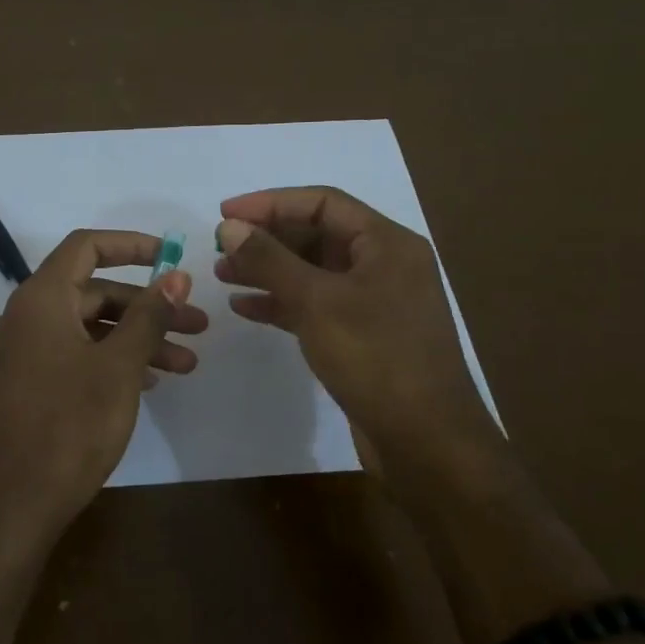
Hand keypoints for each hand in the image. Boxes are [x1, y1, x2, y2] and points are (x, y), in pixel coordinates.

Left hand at [0, 230, 207, 554]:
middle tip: (197, 327)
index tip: (172, 258)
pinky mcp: (21, 386)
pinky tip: (147, 384)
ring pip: (86, 330)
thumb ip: (148, 316)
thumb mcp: (119, 368)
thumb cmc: (69, 428)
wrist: (10, 506)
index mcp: (39, 300)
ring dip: (135, 340)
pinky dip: (108, 361)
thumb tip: (175, 275)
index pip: (86, 247)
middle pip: (92, 293)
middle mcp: (23, 318)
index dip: (131, 245)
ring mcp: (19, 354)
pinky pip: (70, 356)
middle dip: (148, 308)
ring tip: (186, 365)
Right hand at [215, 186, 504, 475]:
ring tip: (223, 275)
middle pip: (317, 236)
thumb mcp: (317, 301)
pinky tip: (245, 308)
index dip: (271, 203)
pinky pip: (315, 305)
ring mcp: (374, 302)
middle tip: (219, 247)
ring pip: (313, 272)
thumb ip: (270, 260)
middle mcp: (384, 265)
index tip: (224, 213)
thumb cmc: (375, 358)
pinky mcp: (362, 336)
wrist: (425, 440)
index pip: (323, 203)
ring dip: (268, 270)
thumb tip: (229, 227)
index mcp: (386, 244)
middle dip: (267, 239)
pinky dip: (281, 303)